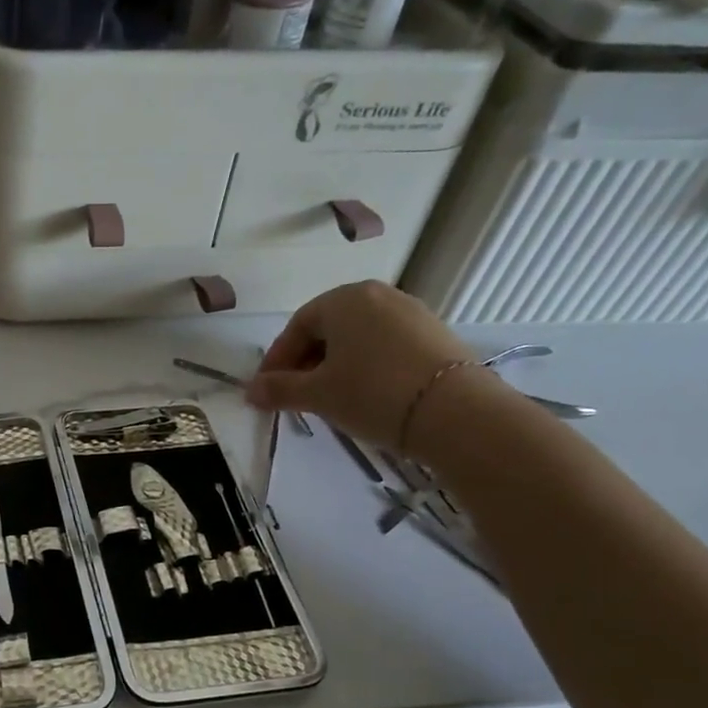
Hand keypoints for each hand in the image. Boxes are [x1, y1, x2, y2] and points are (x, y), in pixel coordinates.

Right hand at [247, 281, 486, 449]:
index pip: (296, 327)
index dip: (277, 361)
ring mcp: (411, 311)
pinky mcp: (435, 333)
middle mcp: (377, 295)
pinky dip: (367, 366)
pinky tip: (366, 394)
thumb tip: (251, 392)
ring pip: (358, 338)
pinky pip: (386, 345)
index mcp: (343, 300)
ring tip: (331, 398)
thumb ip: (279, 389)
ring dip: (336, 365)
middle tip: (296, 396)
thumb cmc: (372, 394)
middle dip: (306, 362)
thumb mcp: (318, 395)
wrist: (456, 413)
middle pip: (328, 329)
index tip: (267, 391)